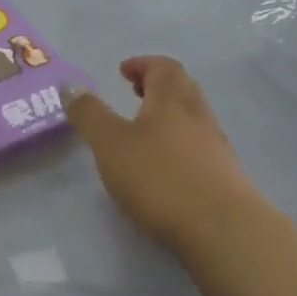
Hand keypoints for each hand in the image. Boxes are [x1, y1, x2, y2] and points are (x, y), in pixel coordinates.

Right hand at [63, 57, 260, 250]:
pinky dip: (180, 145)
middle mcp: (199, 116)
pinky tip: (165, 168)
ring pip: (193, 119)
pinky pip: (200, 147)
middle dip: (158, 86)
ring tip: (145, 133)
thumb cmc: (160, 179)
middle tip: (135, 94)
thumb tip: (71, 85)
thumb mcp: (110, 144)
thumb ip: (89, 114)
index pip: (163, 67)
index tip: (124, 71)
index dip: (143, 64)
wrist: (222, 230)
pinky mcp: (225, 177)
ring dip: (170, 116)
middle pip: (183, 88)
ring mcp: (217, 147)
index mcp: (172, 100)